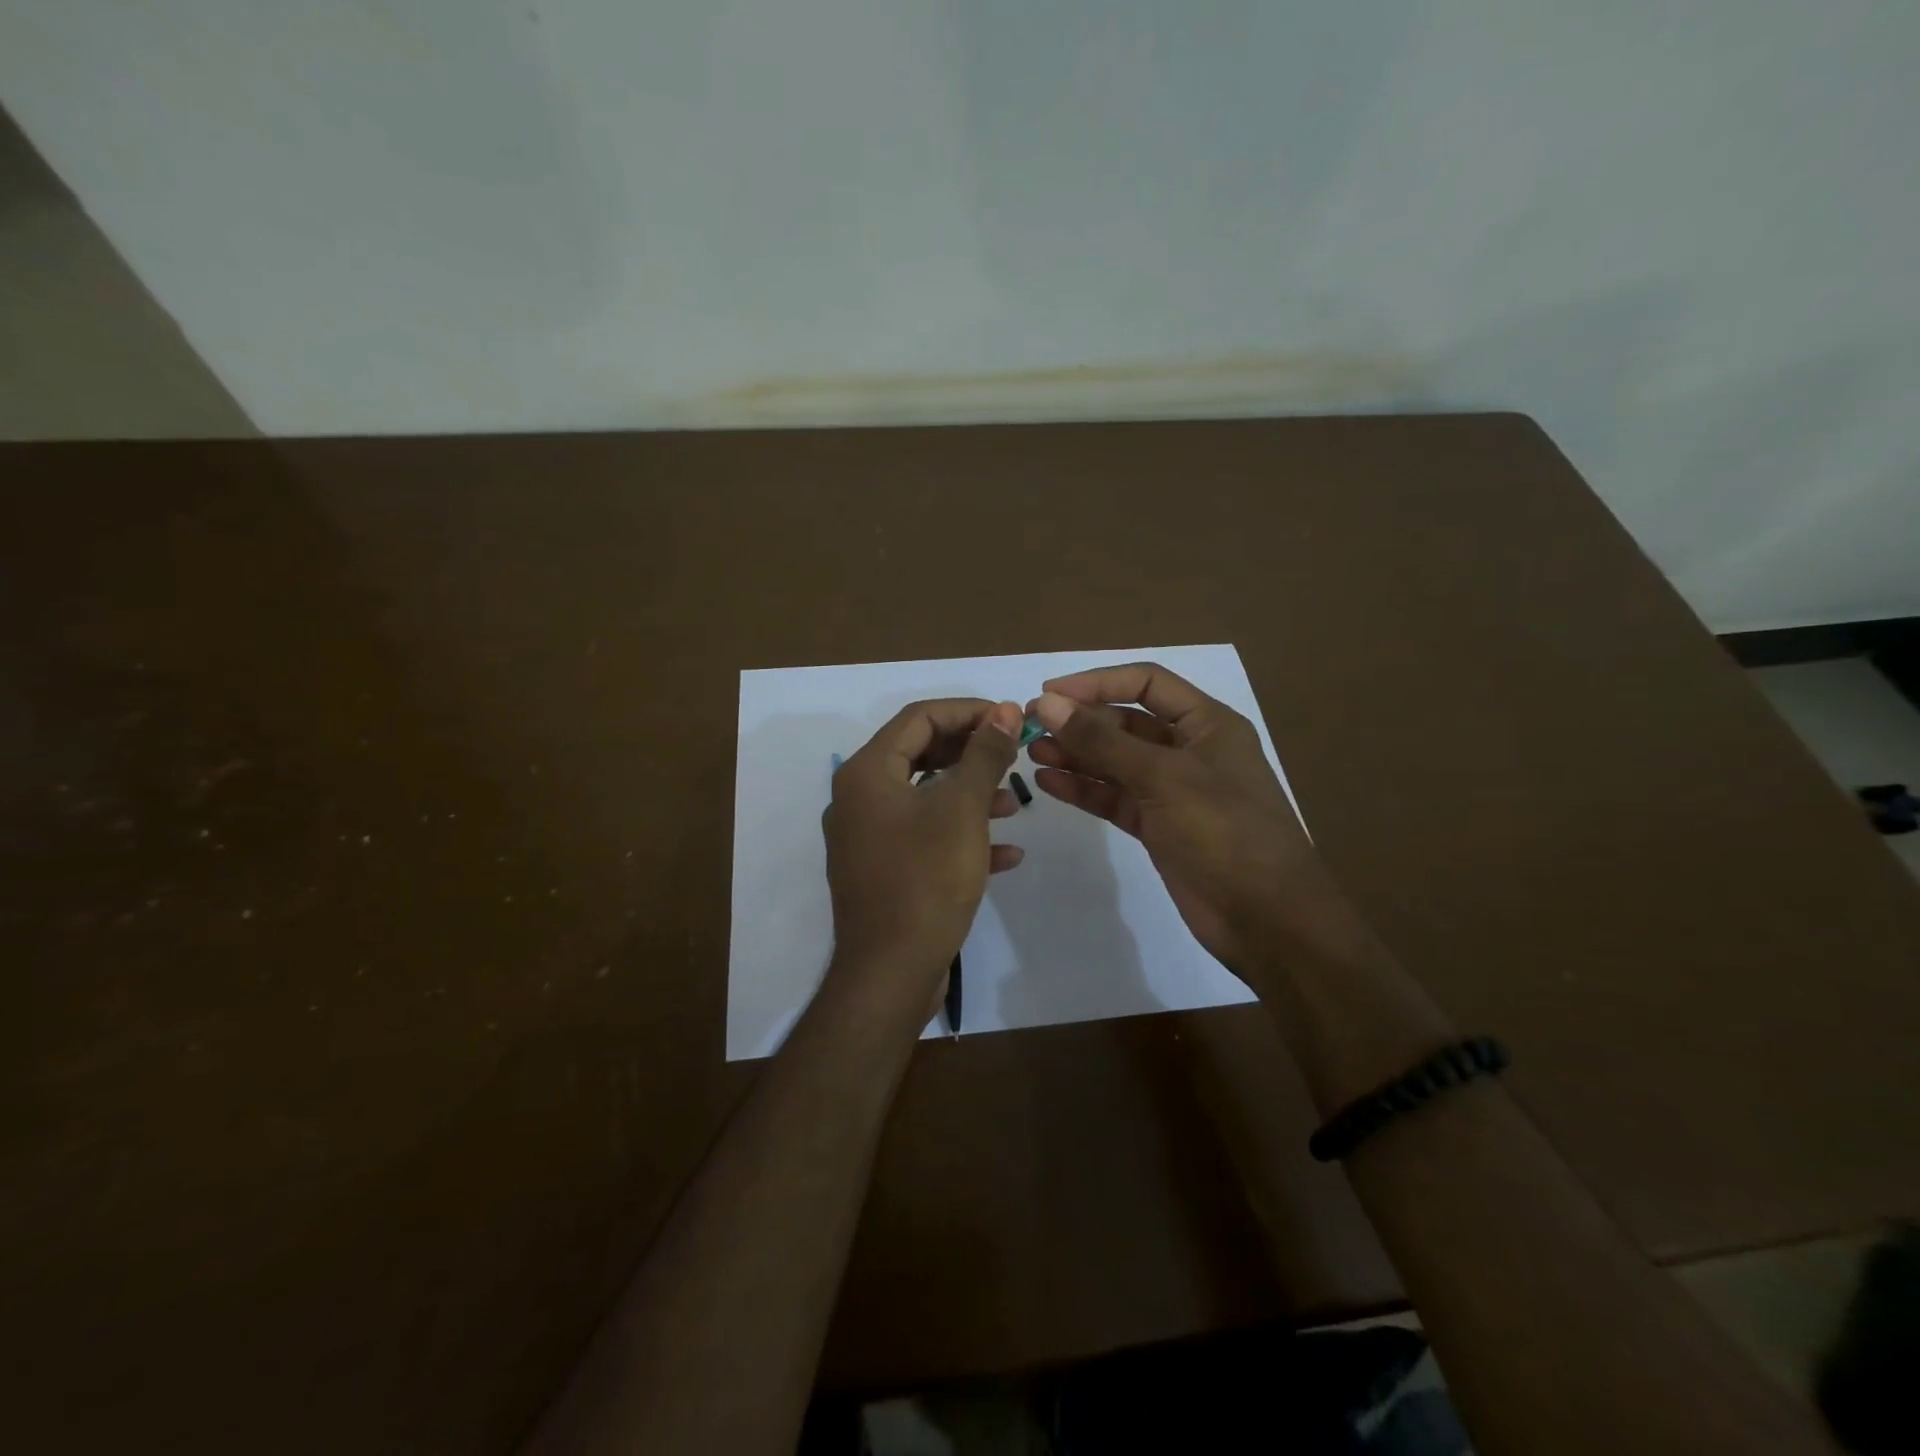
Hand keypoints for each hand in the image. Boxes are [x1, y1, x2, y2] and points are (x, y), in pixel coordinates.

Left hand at [823, 699, 1024, 1015]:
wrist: (890, 974)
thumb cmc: (925, 880)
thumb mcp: (962, 810)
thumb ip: (984, 755)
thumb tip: (1004, 709)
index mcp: (868, 774)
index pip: (919, 718)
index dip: (967, 711)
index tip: (1009, 717)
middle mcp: (859, 798)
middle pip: (920, 755)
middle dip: (971, 753)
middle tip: (1013, 753)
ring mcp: (868, 837)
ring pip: (925, 798)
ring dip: (970, 795)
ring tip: (1014, 803)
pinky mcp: (882, 870)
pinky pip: (923, 838)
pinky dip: (960, 836)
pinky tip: (1006, 854)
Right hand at [1027, 663, 1352, 976]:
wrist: (1266, 919)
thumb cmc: (1224, 832)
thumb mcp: (1163, 778)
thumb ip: (1102, 740)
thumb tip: (1048, 702)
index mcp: (1207, 724)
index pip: (1146, 684)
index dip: (1097, 682)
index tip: (1049, 692)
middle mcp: (1190, 750)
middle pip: (1127, 722)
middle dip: (1081, 722)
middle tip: (1031, 727)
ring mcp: (1173, 791)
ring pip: (1116, 762)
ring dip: (1077, 754)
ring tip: (1033, 753)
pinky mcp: (1158, 826)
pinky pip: (1114, 797)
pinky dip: (1084, 789)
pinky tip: (1049, 783)